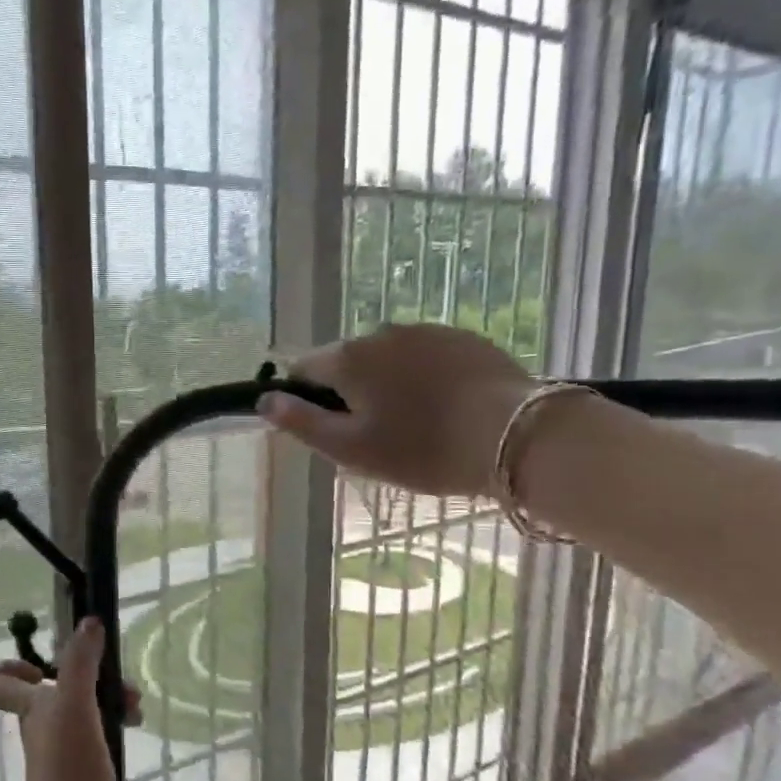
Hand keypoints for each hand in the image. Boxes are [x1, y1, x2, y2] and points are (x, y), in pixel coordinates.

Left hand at [0, 620, 139, 780]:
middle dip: (89, 676)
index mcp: (32, 709)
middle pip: (55, 687)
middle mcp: (43, 726)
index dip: (14, 665)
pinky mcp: (84, 772)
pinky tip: (133, 730)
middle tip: (121, 688)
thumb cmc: (67, 773)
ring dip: (107, 698)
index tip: (47, 666)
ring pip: (81, 708)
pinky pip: (96, 734)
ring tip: (136, 709)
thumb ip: (80, 664)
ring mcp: (63, 751)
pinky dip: (113, 724)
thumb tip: (89, 622)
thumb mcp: (74, 709)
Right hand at [258, 324, 536, 497]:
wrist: (515, 435)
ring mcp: (426, 331)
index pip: (303, 369)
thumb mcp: (351, 449)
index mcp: (348, 358)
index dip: (305, 400)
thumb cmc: (422, 449)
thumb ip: (301, 423)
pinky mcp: (463, 338)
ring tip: (415, 425)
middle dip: (350, 393)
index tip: (329, 431)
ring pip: (387, 359)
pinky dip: (423, 378)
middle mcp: (381, 332)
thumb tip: (265, 401)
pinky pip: (424, 356)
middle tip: (375, 438)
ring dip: (387, 384)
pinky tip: (445, 409)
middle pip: (346, 362)